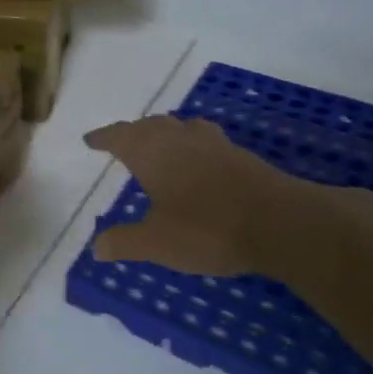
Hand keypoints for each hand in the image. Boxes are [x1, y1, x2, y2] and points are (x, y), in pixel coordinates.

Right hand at [83, 116, 317, 275]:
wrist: (282, 223)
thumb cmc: (208, 229)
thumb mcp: (158, 243)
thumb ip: (125, 242)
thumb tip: (96, 247)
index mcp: (152, 153)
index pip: (119, 136)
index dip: (103, 137)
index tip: (90, 140)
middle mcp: (181, 140)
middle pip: (152, 126)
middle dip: (134, 132)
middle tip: (123, 142)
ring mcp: (215, 145)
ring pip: (183, 128)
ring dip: (167, 134)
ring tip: (162, 145)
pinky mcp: (243, 157)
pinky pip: (208, 142)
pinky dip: (195, 147)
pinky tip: (201, 164)